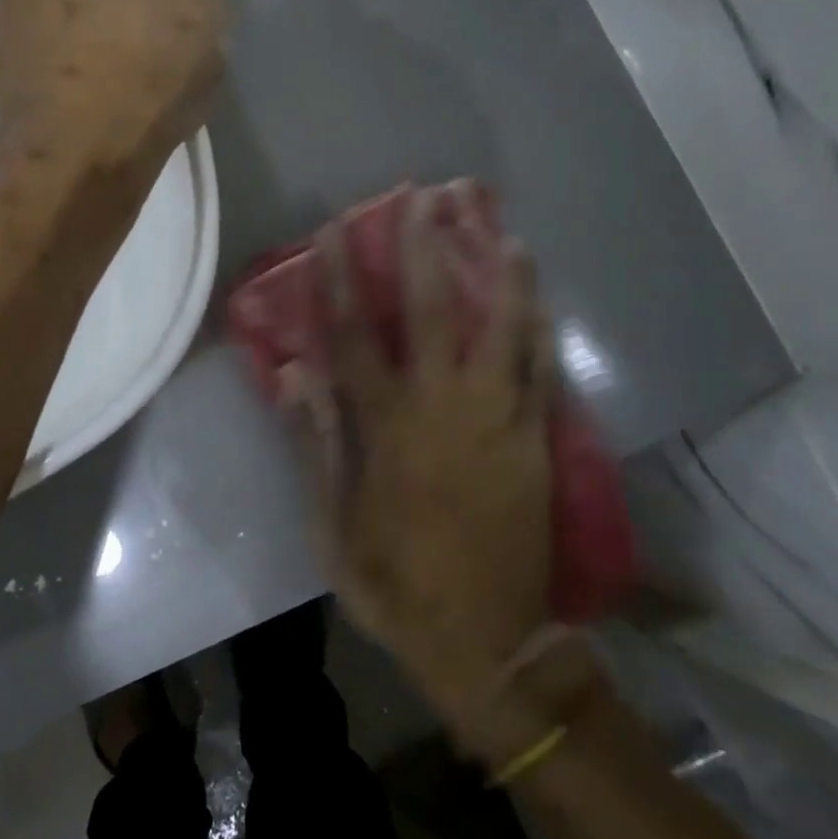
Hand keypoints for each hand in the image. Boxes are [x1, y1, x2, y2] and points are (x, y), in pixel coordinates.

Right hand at [284, 189, 596, 762]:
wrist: (489, 642)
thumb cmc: (396, 583)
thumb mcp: (332, 526)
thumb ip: (317, 443)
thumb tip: (297, 372)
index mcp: (387, 429)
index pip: (354, 336)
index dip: (338, 279)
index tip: (332, 231)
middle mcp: (444, 408)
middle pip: (433, 311)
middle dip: (423, 247)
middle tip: (422, 196)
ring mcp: (498, 419)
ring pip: (502, 328)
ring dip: (496, 271)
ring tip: (495, 223)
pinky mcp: (535, 438)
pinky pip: (540, 368)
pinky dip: (538, 323)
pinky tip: (537, 288)